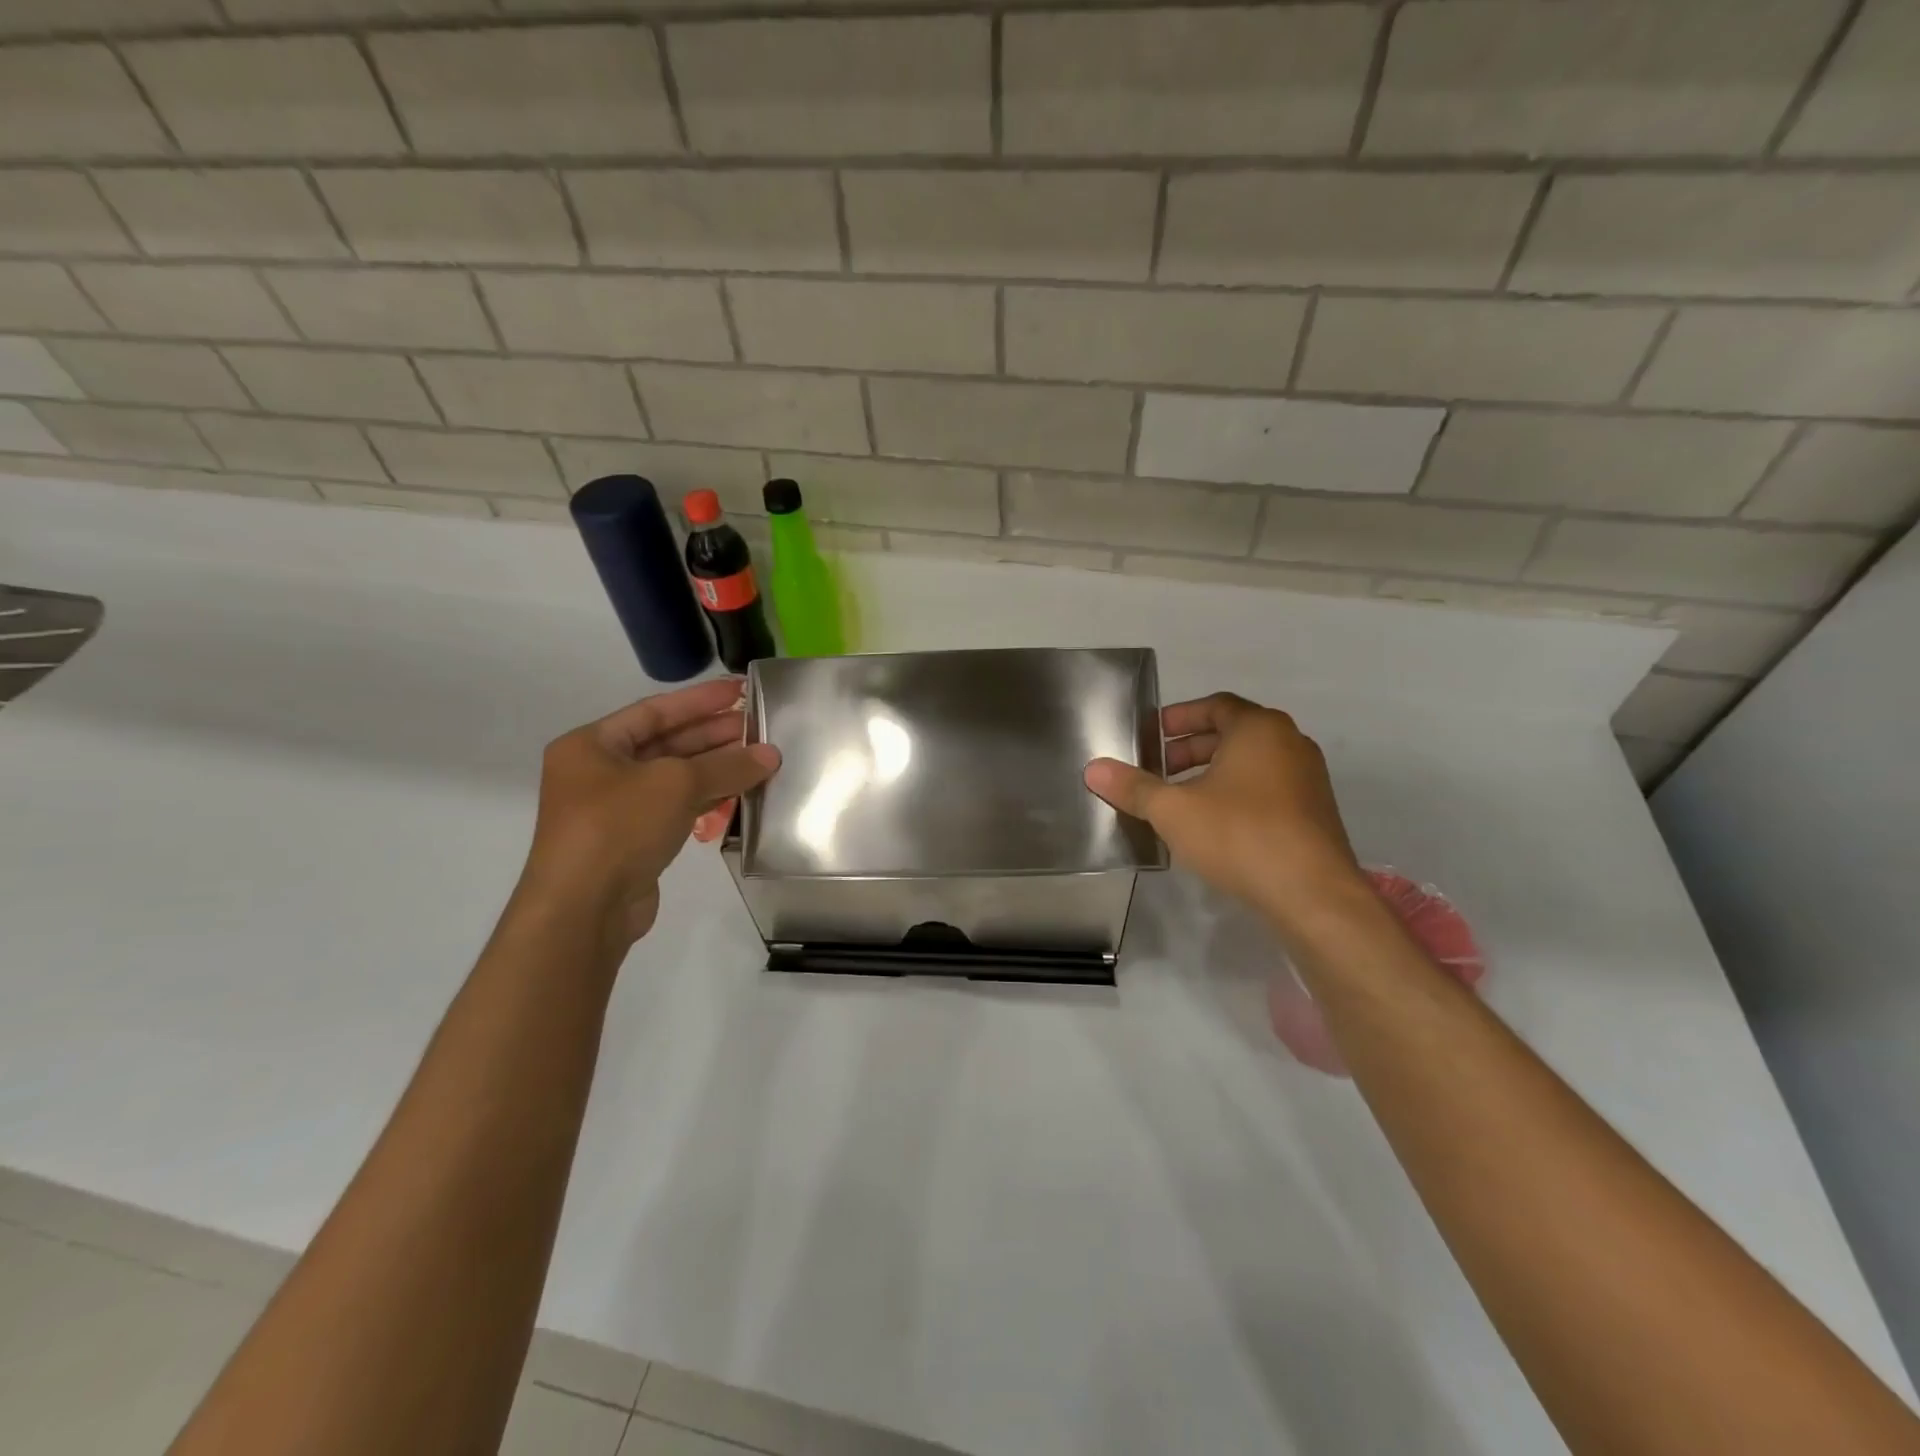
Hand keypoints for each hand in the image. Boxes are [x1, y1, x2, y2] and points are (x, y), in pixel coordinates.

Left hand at [514, 678, 779, 946]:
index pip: (655, 710)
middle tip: (758, 726)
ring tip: (759, 759)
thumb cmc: (618, 827)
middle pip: (666, 743)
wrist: (583, 909)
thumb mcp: (676, 784)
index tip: (740, 690)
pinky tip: (740, 793)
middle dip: (713, 734)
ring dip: (715, 768)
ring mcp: (615, 809)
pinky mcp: (633, 840)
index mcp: (592, 745)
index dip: (700, 700)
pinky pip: (676, 808)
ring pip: (674, 778)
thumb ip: (727, 765)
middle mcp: (599, 772)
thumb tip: (771, 755)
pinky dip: (707, 798)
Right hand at [1084, 692, 1365, 934]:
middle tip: (1158, 769)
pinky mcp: (1314, 812)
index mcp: (1259, 729)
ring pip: (1250, 764)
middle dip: (1190, 749)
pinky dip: (1236, 794)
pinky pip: (1267, 789)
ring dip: (1212, 774)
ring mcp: (1307, 778)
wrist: (1311, 894)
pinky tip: (1213, 826)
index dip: (1179, 718)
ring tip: (1179, 800)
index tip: (1151, 735)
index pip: (1215, 706)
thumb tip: (1093, 769)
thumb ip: (1133, 787)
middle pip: (1232, 733)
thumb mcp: (1173, 810)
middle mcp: (1289, 743)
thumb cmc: (1239, 835)